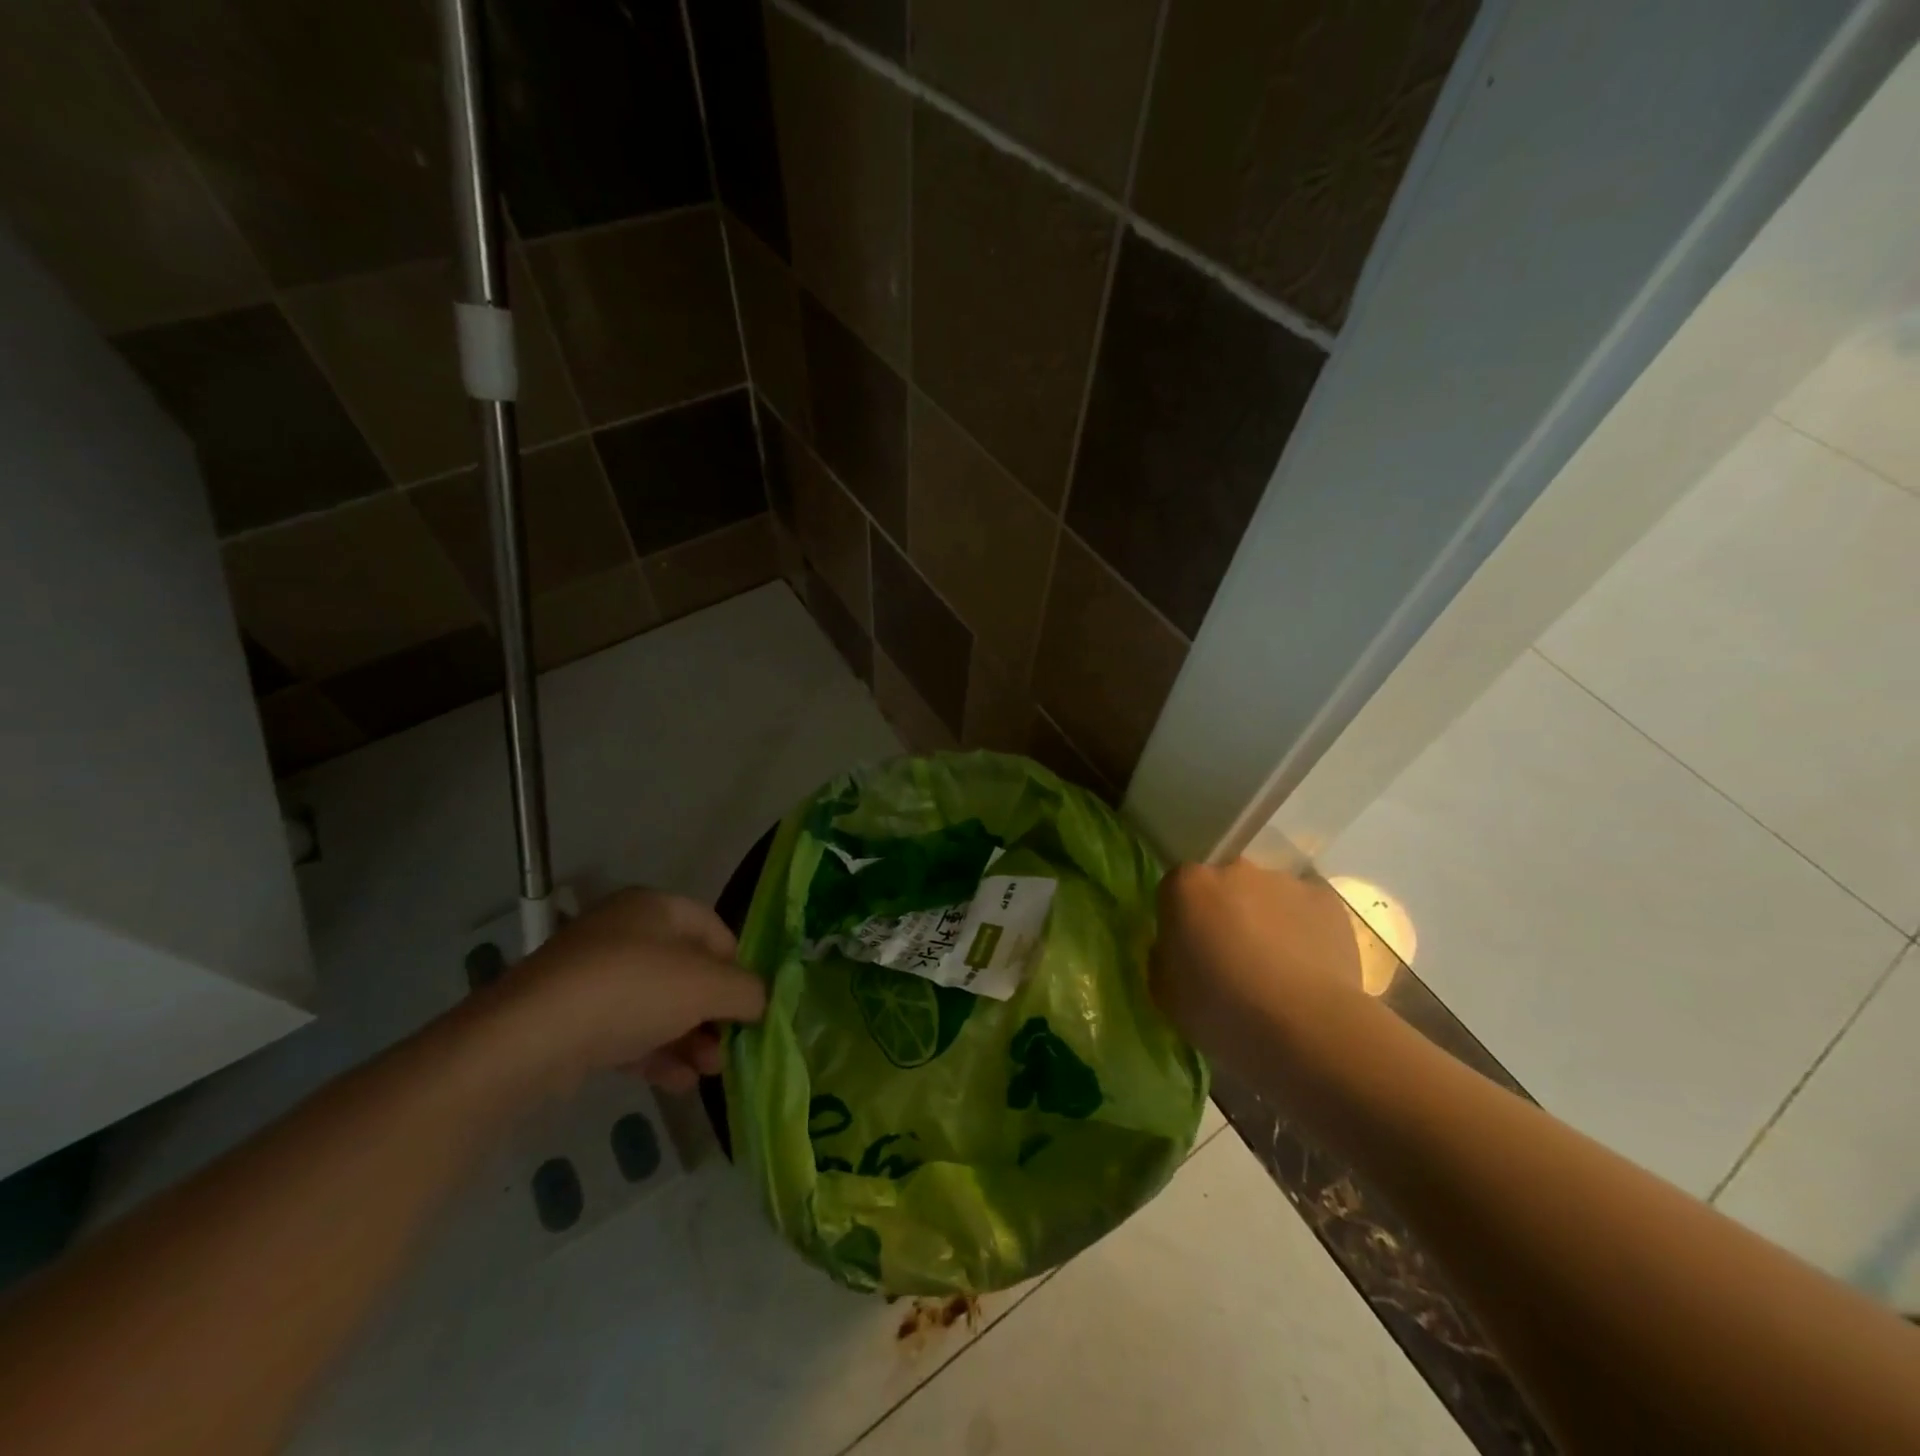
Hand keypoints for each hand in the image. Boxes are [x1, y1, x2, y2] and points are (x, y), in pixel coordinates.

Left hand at [480, 888, 766, 1094]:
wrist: (528, 1038)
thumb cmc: (632, 991)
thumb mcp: (707, 986)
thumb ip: (747, 990)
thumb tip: (761, 1001)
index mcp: (656, 908)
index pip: (715, 930)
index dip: (739, 966)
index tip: (751, 1005)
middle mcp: (624, 933)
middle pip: (687, 971)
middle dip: (714, 1012)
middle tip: (731, 1047)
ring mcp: (593, 976)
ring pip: (658, 1005)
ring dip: (690, 1038)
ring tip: (708, 1072)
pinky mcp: (571, 1018)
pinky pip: (626, 1030)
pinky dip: (655, 1053)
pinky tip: (677, 1083)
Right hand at [1150, 860, 1367, 1085]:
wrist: (1301, 1027)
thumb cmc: (1218, 1009)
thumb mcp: (1164, 991)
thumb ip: (1165, 957)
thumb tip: (1176, 949)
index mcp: (1186, 885)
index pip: (1176, 889)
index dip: (1182, 919)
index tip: (1188, 950)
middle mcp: (1234, 870)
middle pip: (1224, 885)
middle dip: (1226, 912)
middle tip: (1232, 959)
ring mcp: (1284, 882)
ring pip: (1268, 896)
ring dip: (1266, 921)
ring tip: (1277, 971)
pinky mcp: (1326, 901)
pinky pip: (1307, 910)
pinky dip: (1304, 931)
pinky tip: (1308, 970)